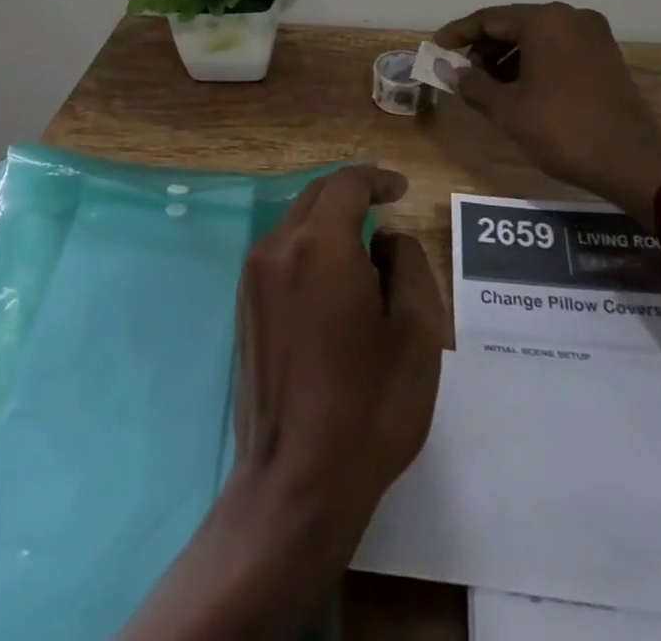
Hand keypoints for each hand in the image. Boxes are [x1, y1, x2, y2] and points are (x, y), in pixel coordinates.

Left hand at [232, 165, 444, 553]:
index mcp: (319, 245)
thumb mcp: (416, 333)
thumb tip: (385, 239)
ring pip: (295, 222)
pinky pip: (280, 253)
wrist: (295, 483)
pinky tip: (332, 280)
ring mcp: (253, 278)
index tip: (401, 189)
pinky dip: (308, 247)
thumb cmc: (368, 407)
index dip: (376, 178)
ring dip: (329, 221)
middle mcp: (277, 248)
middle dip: (352, 194)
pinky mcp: (244, 306)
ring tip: (364, 248)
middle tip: (385, 208)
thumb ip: (407, 264)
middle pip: (316, 196)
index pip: (346, 185)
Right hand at [434, 2, 660, 218]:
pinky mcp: (605, 53)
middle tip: (461, 71)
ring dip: (508, 56)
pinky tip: (520, 86)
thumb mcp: (507, 109)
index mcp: (544, 20)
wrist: (633, 161)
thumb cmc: (563, 130)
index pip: (488, 19)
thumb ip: (472, 84)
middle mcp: (570, 16)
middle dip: (484, 46)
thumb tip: (449, 70)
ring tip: (487, 84)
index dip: (458, 33)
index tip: (436, 47)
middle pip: (514, 23)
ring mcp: (592, 33)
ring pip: (537, 35)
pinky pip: (558, 46)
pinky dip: (534, 60)